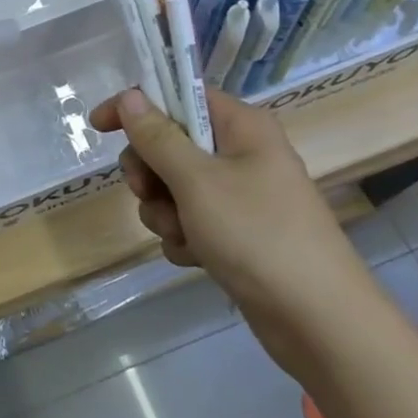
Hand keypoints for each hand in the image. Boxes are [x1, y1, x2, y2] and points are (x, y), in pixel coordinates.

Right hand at [90, 87, 372, 371]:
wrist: (318, 321)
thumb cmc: (257, 235)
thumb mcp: (197, 181)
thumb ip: (158, 137)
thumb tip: (130, 96)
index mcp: (241, 127)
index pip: (178, 97)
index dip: (137, 107)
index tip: (99, 127)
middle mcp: (241, 154)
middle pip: (170, 144)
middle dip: (150, 173)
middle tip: (147, 191)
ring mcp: (240, 196)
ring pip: (174, 188)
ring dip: (165, 212)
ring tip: (183, 235)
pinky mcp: (236, 234)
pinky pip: (190, 222)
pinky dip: (184, 238)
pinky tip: (196, 258)